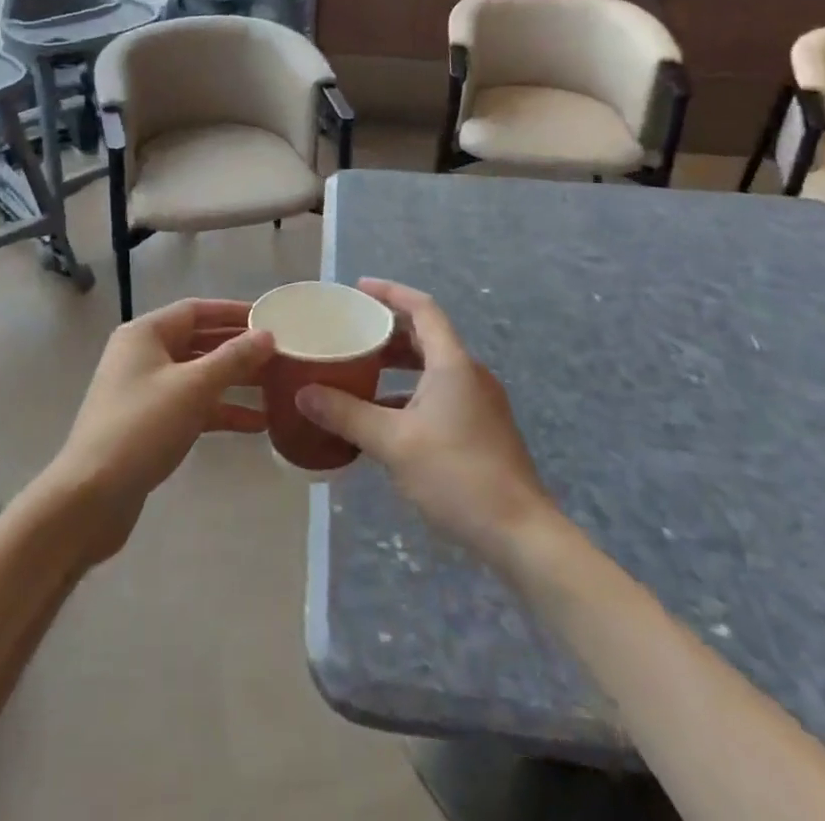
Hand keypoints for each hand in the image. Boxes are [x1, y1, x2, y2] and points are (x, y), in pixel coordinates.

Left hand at [44, 298, 274, 565]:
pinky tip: (256, 425)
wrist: (90, 497)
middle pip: (198, 342)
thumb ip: (233, 359)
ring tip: (277, 388)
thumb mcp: (193, 387)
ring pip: (198, 376)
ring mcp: (144, 391)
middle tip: (281, 354)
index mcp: (145, 334)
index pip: (196, 310)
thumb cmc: (142, 427)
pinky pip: (191, 406)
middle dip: (238, 349)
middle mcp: (143, 355)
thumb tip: (267, 335)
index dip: (234, 312)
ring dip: (234, 382)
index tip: (271, 318)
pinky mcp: (148, 425)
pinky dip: (220, 411)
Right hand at [297, 279, 552, 560]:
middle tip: (351, 330)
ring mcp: (479, 402)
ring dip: (397, 364)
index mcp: (452, 363)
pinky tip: (383, 416)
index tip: (358, 288)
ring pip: (432, 367)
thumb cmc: (457, 476)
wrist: (521, 534)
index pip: (422, 308)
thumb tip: (303, 394)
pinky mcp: (481, 428)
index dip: (390, 292)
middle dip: (388, 329)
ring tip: (360, 369)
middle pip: (426, 335)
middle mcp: (469, 374)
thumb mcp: (393, 443)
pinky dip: (409, 392)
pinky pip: (439, 392)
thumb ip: (347, 415)